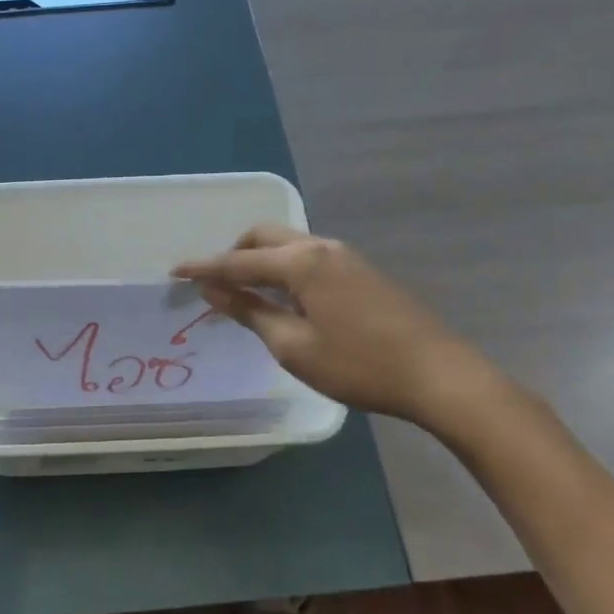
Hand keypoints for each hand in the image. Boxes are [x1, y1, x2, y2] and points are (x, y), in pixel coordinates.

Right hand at [173, 225, 503, 432]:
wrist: (440, 376)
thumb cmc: (359, 365)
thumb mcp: (294, 346)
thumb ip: (250, 312)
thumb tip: (214, 291)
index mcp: (302, 262)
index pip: (238, 260)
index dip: (204, 267)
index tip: (174, 272)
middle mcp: (322, 247)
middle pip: (264, 237)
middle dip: (234, 253)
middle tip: (215, 283)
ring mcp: (346, 257)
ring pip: (289, 244)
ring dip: (261, 260)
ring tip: (245, 292)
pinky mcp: (362, 272)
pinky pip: (309, 257)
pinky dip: (284, 269)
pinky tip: (285, 298)